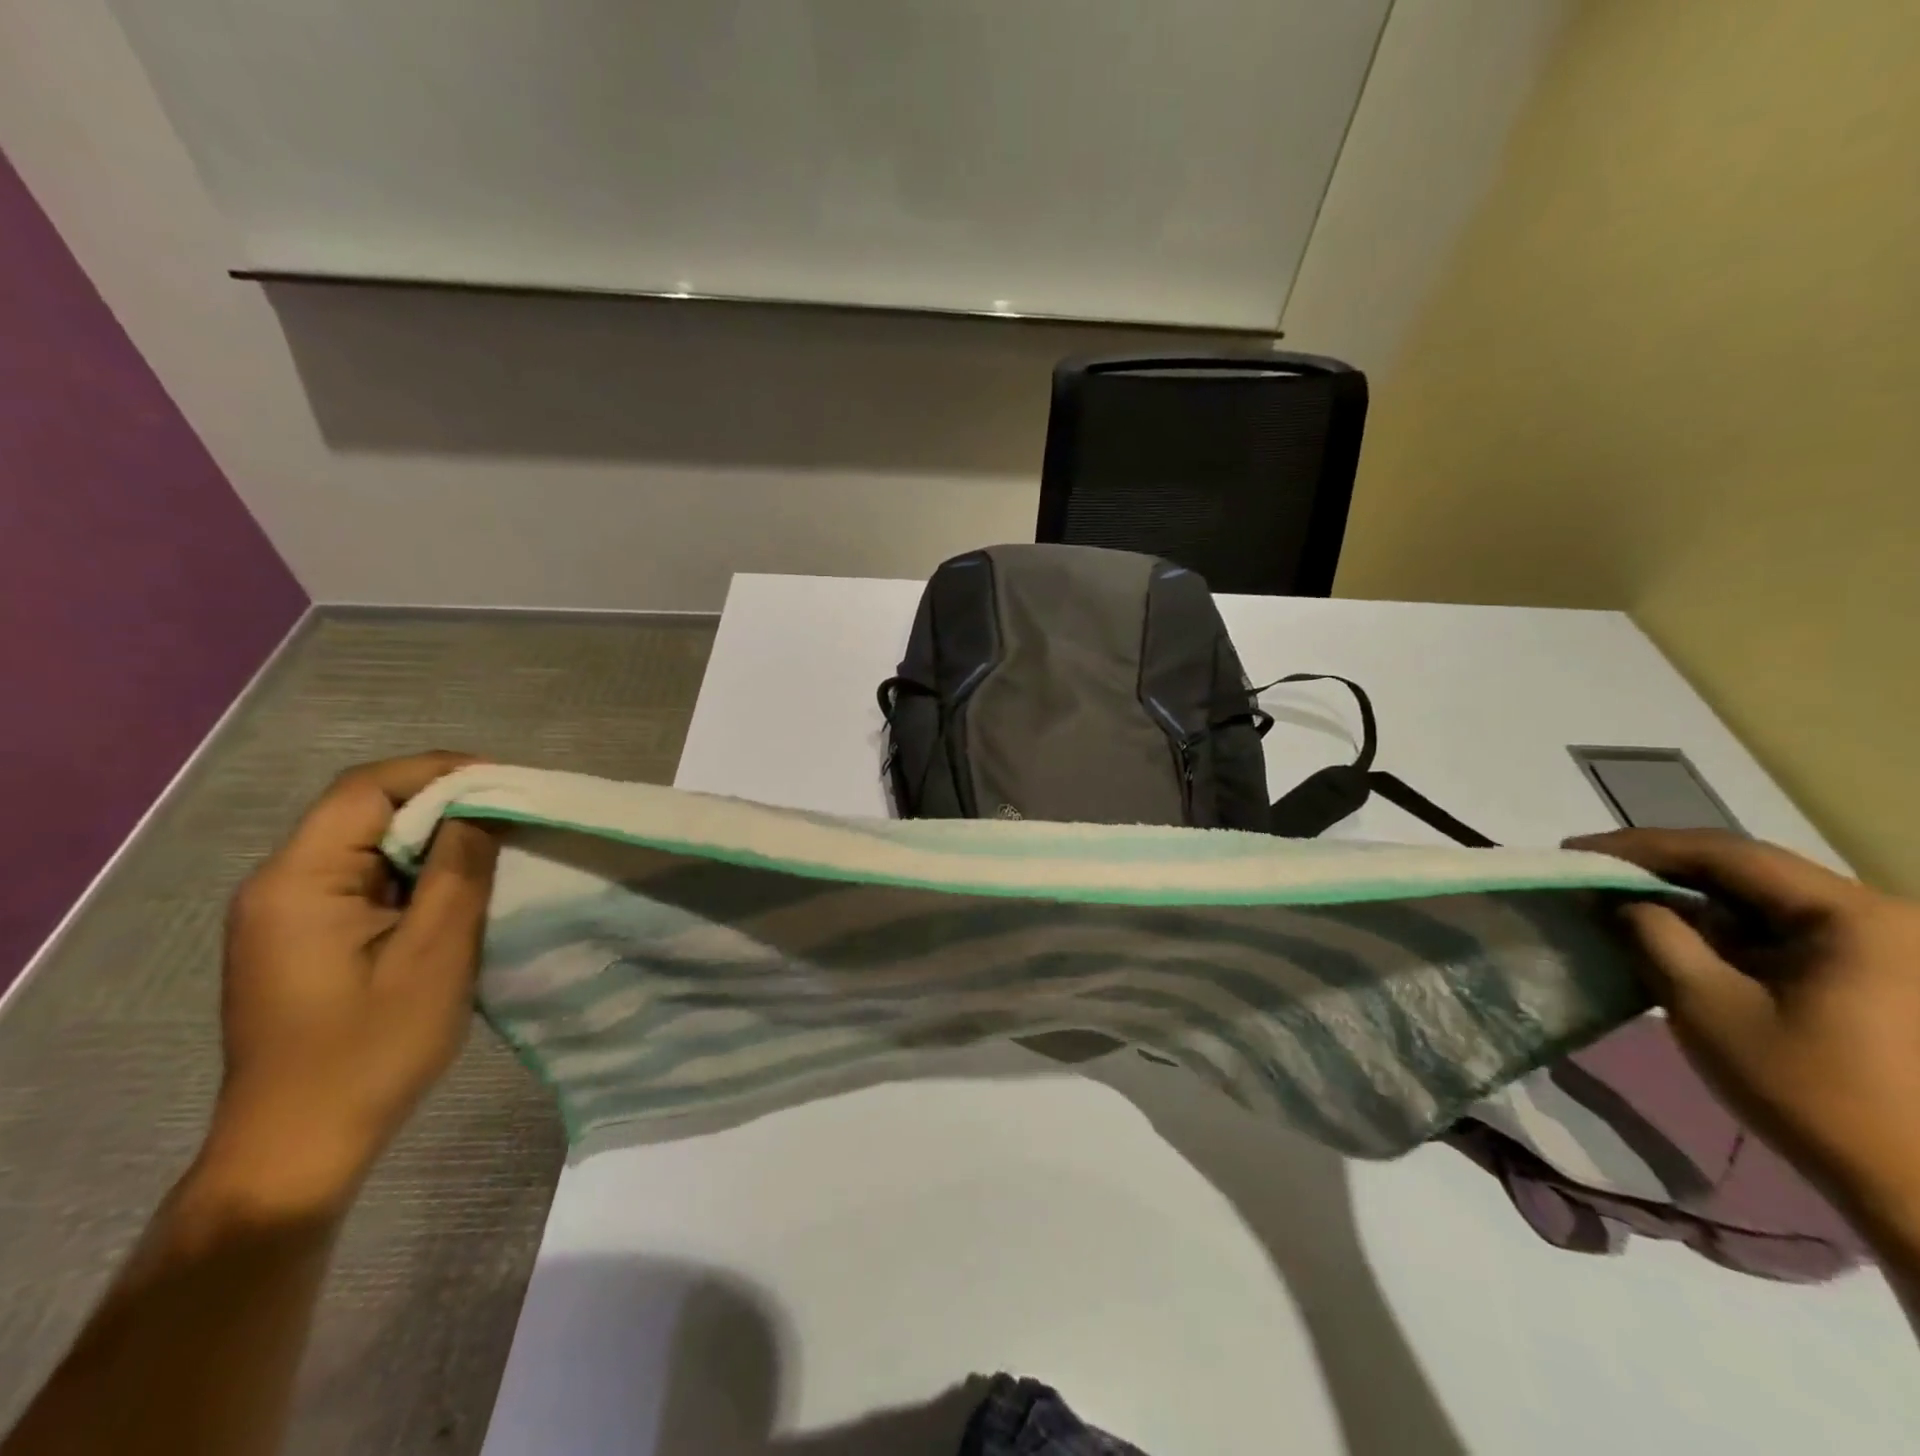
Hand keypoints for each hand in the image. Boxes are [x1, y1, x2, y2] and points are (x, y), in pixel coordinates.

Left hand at [195, 752, 497, 1217]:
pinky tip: (459, 885)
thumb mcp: (434, 954)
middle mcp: (281, 884)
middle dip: (443, 799)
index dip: (439, 771)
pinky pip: (367, 878)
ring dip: (434, 835)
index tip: (507, 780)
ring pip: (368, 843)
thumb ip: (459, 870)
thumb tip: (483, 808)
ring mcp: (289, 913)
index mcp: (298, 881)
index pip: (366, 789)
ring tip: (500, 840)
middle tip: (514, 809)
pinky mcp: (307, 938)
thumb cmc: (369, 1050)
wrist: (300, 1146)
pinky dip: (418, 868)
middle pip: (364, 810)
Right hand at [1567, 828, 1919, 1233]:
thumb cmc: (1810, 1092)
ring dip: (1686, 895)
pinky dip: (1719, 925)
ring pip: (1760, 897)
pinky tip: (1674, 934)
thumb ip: (1655, 938)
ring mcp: (1880, 945)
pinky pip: (1779, 927)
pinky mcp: (1872, 972)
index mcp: (1851, 916)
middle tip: (1591, 871)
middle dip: (1660, 867)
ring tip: (1620, 899)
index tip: (1573, 850)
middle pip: (1746, 869)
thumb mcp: (1708, 1007)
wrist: (1916, 1186)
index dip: (1639, 846)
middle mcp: (1875, 915)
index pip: (1725, 853)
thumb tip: (1619, 900)